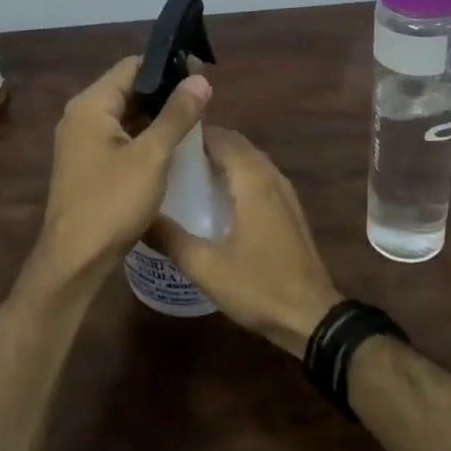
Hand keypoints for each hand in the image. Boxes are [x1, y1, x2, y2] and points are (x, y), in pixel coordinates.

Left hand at [35, 56, 211, 278]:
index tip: (201, 75)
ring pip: (125, 115)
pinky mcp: (87, 164)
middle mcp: (80, 117)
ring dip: (156, 116)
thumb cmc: (113, 202)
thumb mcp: (152, 156)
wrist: (76, 259)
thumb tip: (200, 79)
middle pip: (127, 89)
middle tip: (204, 101)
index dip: (168, 66)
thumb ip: (176, 115)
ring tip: (194, 121)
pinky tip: (170, 147)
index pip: (132, 66)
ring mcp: (80, 142)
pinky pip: (119, 137)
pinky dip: (144, 136)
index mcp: (90, 106)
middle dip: (165, 93)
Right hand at [148, 127, 340, 356]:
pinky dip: (238, 175)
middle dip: (207, 144)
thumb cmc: (258, 286)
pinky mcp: (290, 211)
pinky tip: (218, 198)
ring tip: (189, 172)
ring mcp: (286, 194)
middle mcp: (272, 178)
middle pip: (238, 145)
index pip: (222, 138)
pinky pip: (261, 178)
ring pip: (251, 161)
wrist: (311, 317)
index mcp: (254, 181)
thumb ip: (170, 238)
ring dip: (224, 159)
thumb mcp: (205, 266)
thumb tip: (139, 216)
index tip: (165, 138)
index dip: (194, 133)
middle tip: (171, 155)